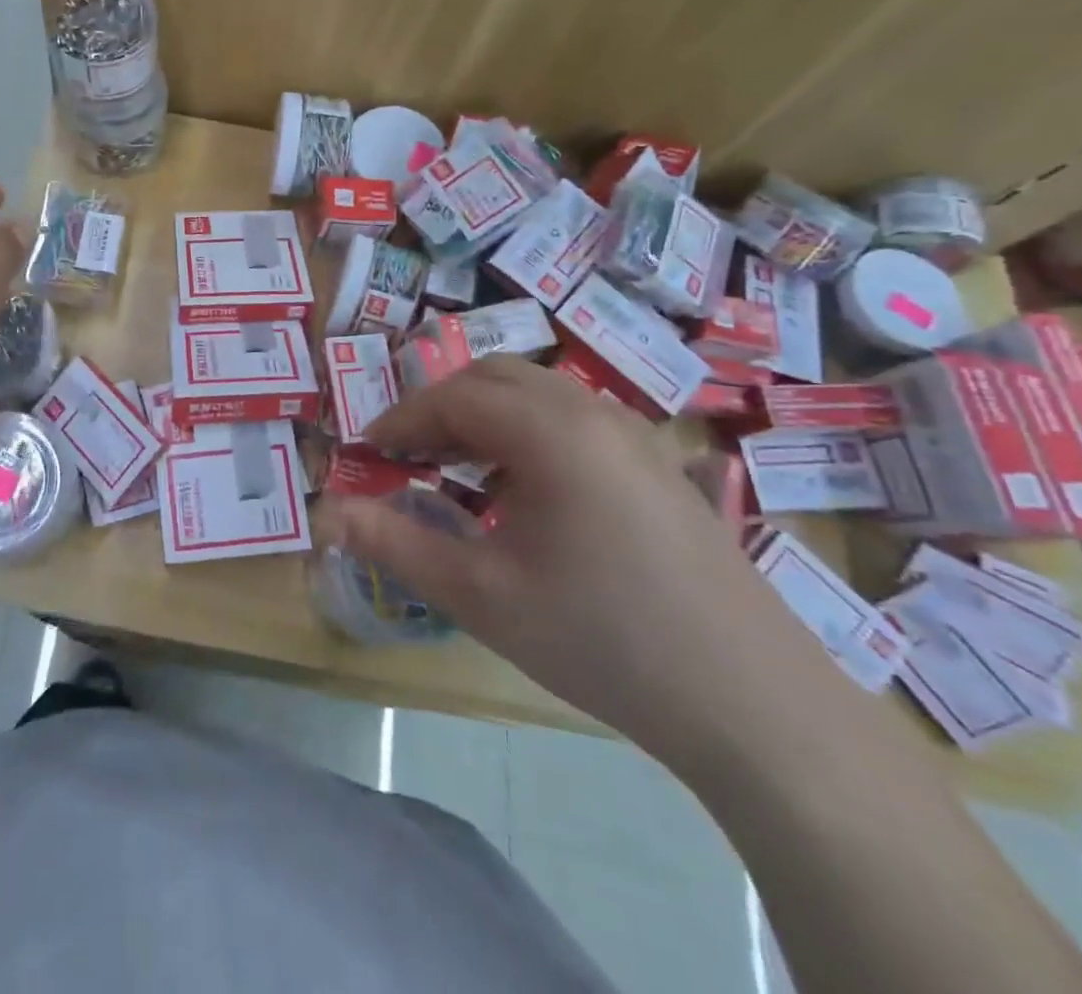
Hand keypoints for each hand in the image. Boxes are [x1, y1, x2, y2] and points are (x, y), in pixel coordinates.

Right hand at [325, 355, 847, 762]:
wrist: (754, 704)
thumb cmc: (601, 639)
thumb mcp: (480, 595)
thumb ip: (394, 544)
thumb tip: (326, 512)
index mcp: (550, 431)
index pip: (453, 397)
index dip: (400, 419)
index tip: (367, 452)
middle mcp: (593, 413)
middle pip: (495, 377)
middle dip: (440, 406)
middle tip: (407, 455)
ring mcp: (635, 435)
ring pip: (538, 392)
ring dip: (484, 414)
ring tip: (455, 468)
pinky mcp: (658, 464)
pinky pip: (574, 418)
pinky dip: (527, 430)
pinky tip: (523, 490)